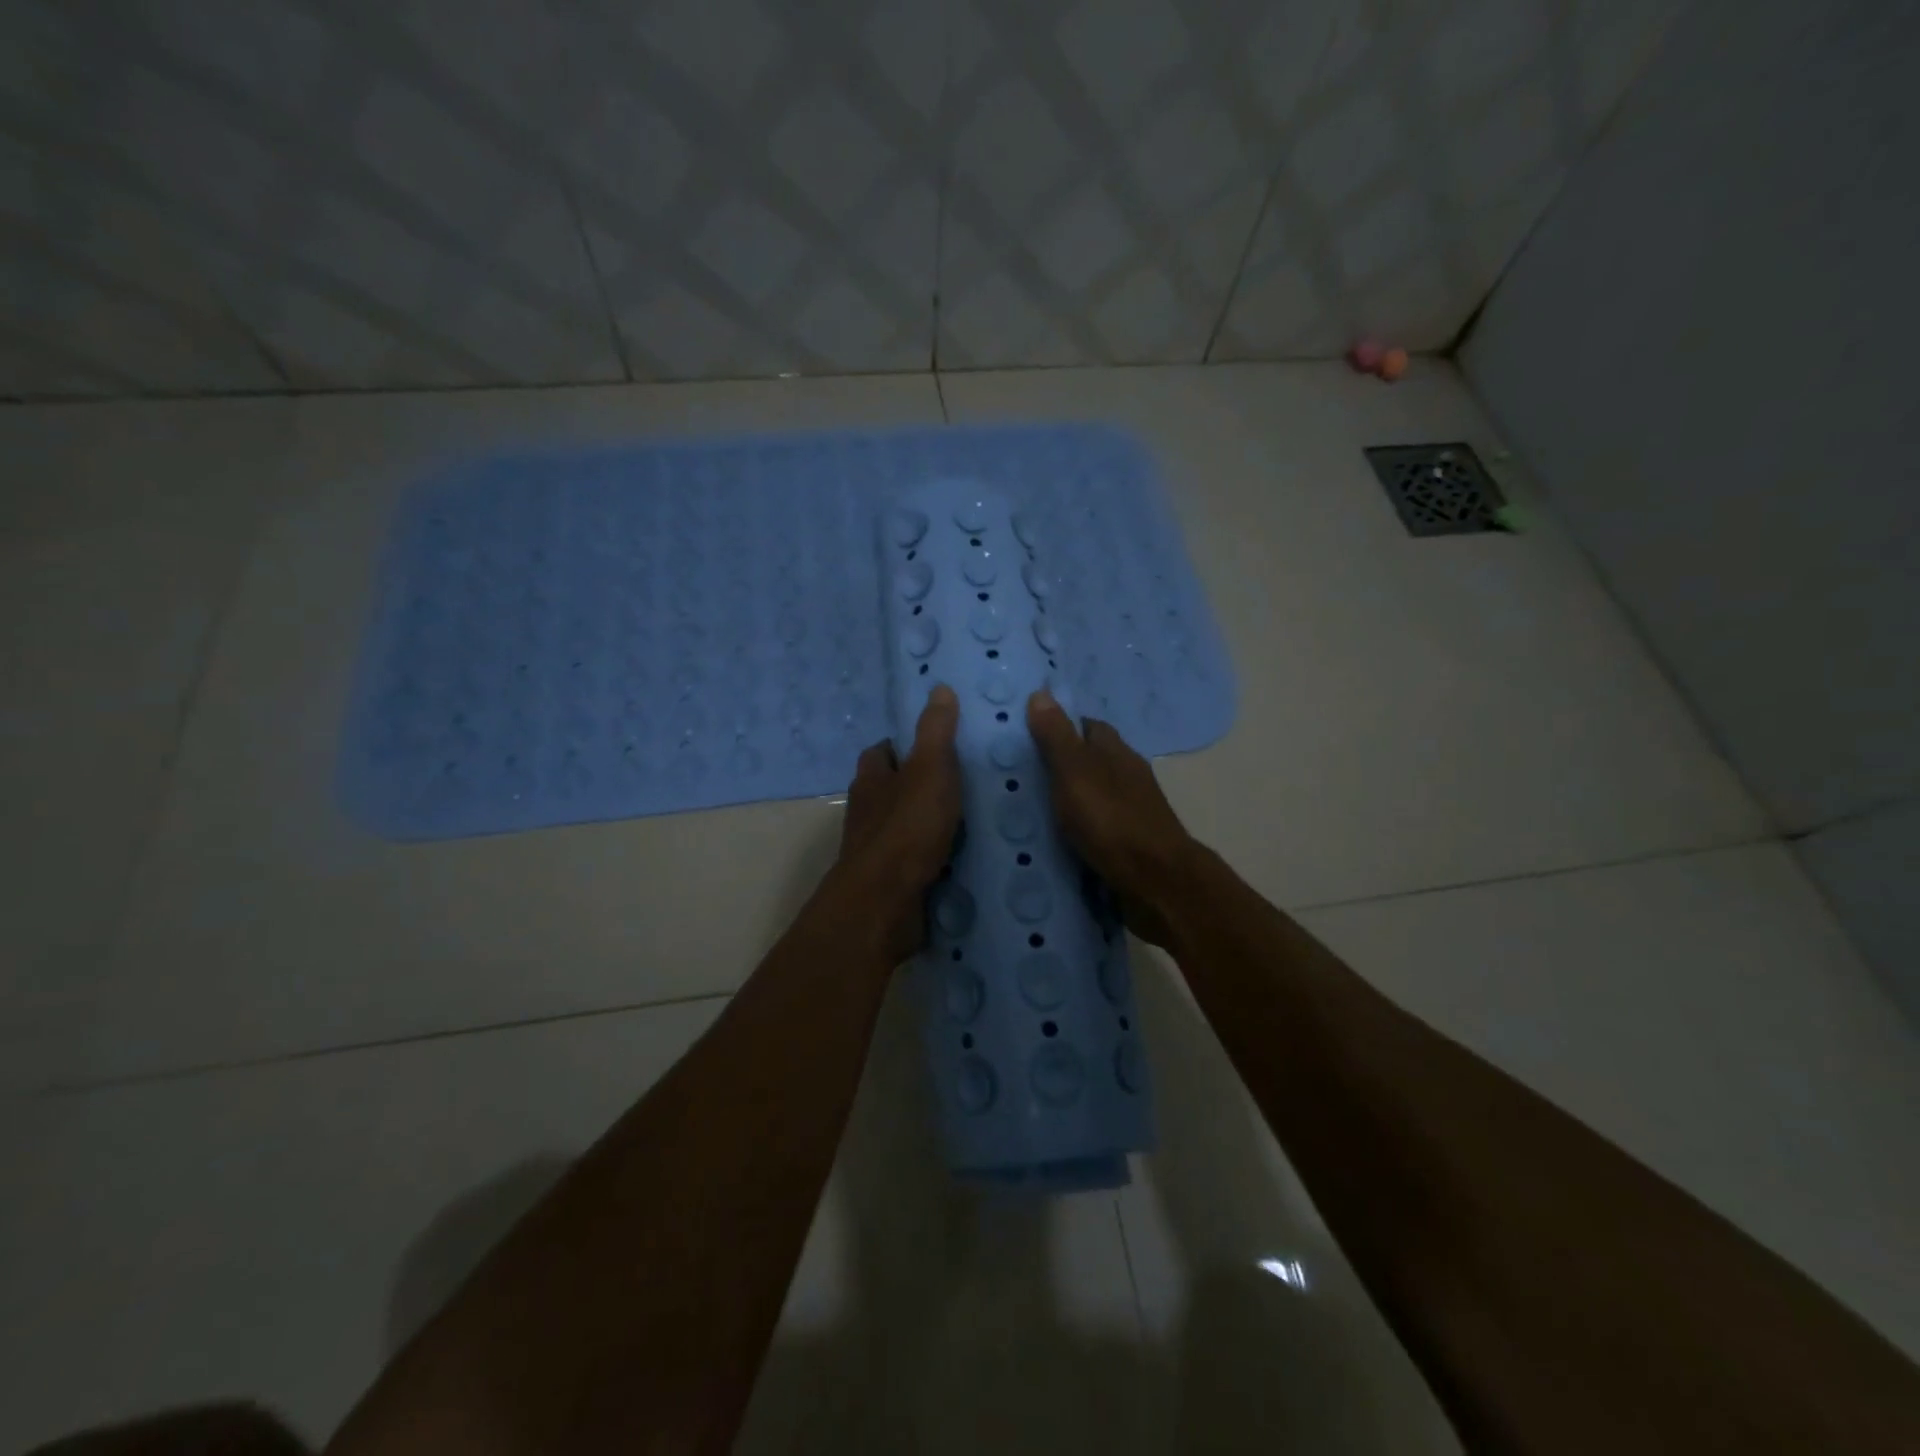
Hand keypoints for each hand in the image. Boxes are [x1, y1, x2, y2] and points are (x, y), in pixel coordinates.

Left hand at [831, 685, 961, 964]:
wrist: (885, 903)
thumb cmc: (907, 828)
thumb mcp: (930, 769)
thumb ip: (936, 731)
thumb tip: (939, 687)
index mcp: (871, 779)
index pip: (882, 751)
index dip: (904, 745)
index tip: (936, 744)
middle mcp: (867, 811)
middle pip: (890, 789)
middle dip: (917, 785)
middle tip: (962, 781)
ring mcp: (875, 849)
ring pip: (901, 825)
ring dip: (926, 822)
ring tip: (970, 818)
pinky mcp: (890, 882)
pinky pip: (913, 860)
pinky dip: (931, 856)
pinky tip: (961, 857)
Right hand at [1026, 689, 1197, 946]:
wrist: (1156, 883)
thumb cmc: (1112, 821)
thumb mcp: (1075, 773)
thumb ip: (1057, 737)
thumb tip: (1041, 693)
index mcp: (1116, 753)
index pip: (1087, 726)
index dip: (1060, 726)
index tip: (1027, 735)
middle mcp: (1127, 776)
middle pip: (1091, 760)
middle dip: (1060, 765)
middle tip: (1018, 775)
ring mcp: (1132, 811)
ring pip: (1094, 794)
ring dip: (1068, 799)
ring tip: (1028, 809)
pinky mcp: (1130, 843)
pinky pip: (1097, 826)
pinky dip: (1078, 828)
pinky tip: (1056, 839)